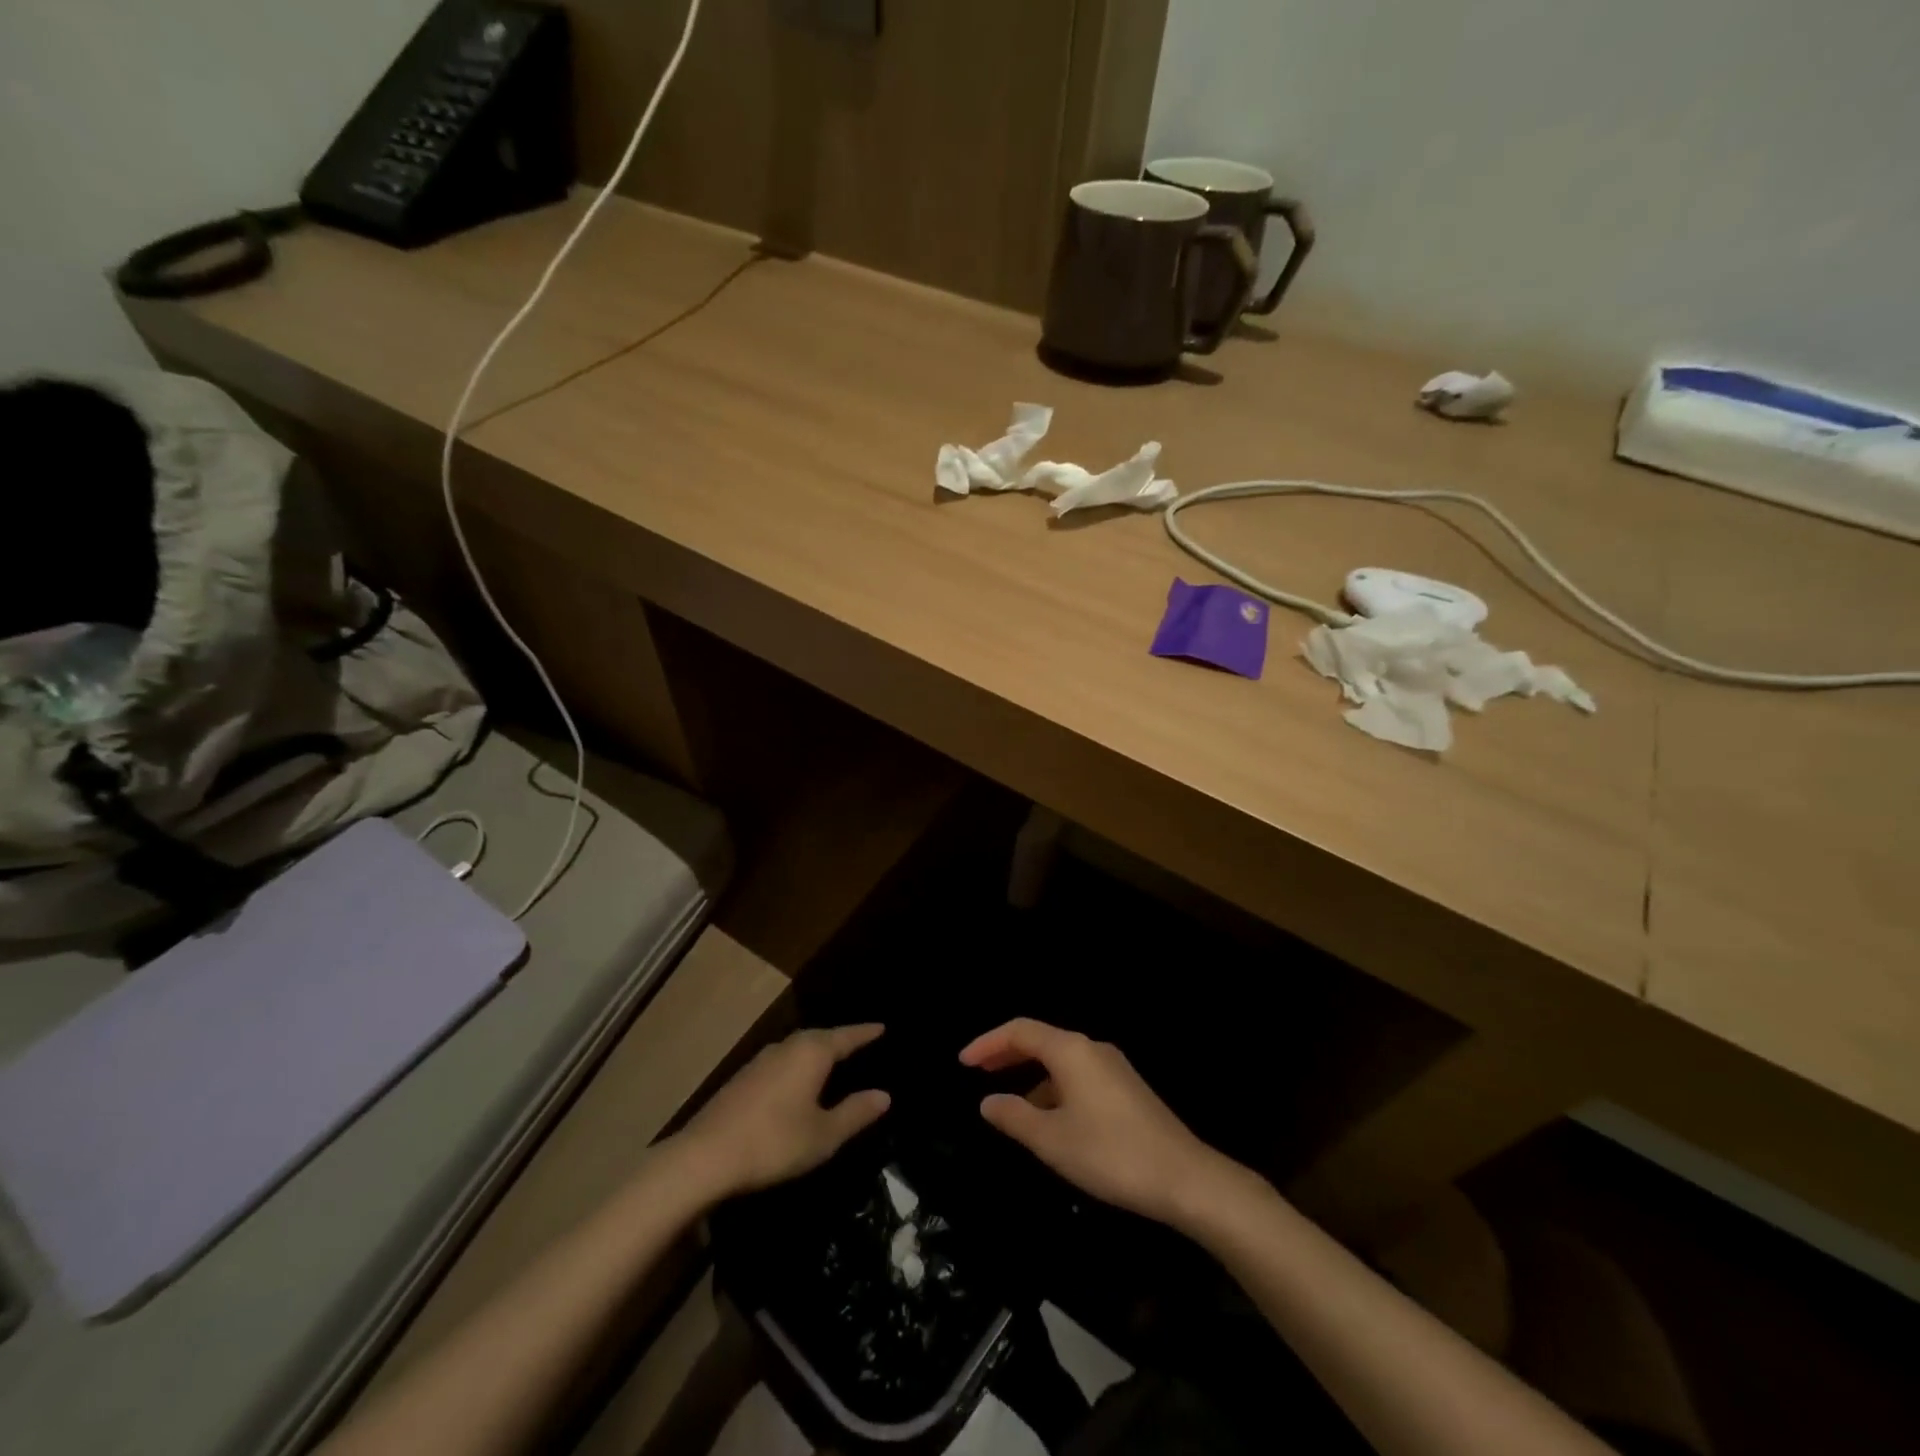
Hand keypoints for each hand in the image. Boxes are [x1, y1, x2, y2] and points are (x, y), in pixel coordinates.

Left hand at [678, 1025, 891, 1199]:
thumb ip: (855, 1113)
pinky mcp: (743, 1078)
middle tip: (859, 1042)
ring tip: (831, 1060)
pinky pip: (782, 1061)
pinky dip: (797, 1065)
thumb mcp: (823, 1135)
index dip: (865, 1033)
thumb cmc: (774, 1142)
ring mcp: (761, 1060)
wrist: (705, 1156)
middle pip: (820, 1037)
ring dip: (816, 1051)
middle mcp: (787, 1047)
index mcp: (811, 1053)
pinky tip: (797, 1081)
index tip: (882, 1026)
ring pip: (797, 1047)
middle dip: (840, 1040)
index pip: (846, 1037)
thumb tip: (884, 1095)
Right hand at [959, 1018, 1228, 1227]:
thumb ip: (1014, 1116)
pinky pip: (1078, 1076)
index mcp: (1071, 1050)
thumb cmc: (1110, 1153)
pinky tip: (1050, 1120)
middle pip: (1041, 1040)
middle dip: (1007, 1053)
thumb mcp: (1052, 1140)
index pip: (1020, 1031)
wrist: (1184, 1178)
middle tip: (978, 1071)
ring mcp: (1113, 1067)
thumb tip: (988, 1101)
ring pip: (1061, 1060)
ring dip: (1031, 1075)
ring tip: (1010, 1104)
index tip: (963, 1062)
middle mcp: (1092, 1048)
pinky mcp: (1126, 1089)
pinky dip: (1054, 1088)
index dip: (988, 1043)